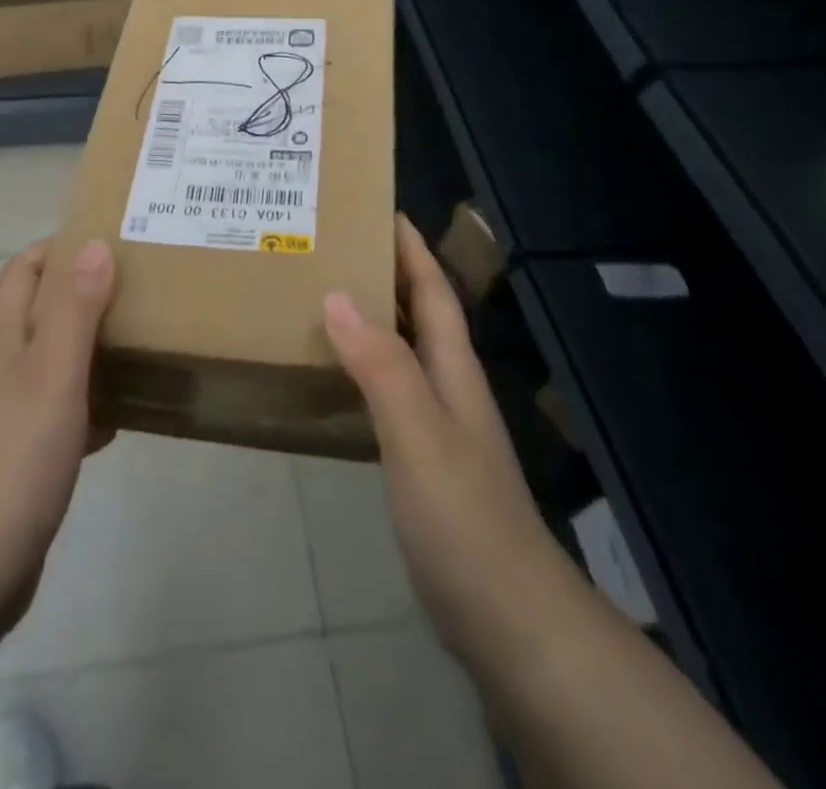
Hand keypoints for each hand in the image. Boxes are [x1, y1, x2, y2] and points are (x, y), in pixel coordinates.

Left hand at [0, 239, 115, 633]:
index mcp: (11, 341)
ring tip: (146, 336)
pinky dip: (99, 402)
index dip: (54, 247)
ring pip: (61, 361)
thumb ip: (74, 310)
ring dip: (96, 344)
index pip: (22, 272)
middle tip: (139, 283)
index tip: (105, 238)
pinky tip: (131, 411)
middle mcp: (11, 369)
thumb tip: (94, 243)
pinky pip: (72, 413)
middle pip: (44, 312)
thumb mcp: (51, 373)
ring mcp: (20, 416)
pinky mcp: (34, 458)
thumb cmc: (13, 457)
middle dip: (85, 290)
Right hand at [324, 216, 559, 669]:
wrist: (506, 617)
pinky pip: (387, 390)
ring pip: (401, 350)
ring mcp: (437, 424)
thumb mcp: (417, 431)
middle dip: (385, 272)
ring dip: (370, 317)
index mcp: (453, 367)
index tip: (379, 208)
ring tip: (319, 295)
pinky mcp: (421, 459)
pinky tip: (333, 372)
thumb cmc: (463, 514)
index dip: (411, 248)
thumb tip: (337, 293)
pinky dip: (361, 366)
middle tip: (331, 245)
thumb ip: (381, 364)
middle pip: (419, 313)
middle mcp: (447, 385)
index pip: (435, 290)